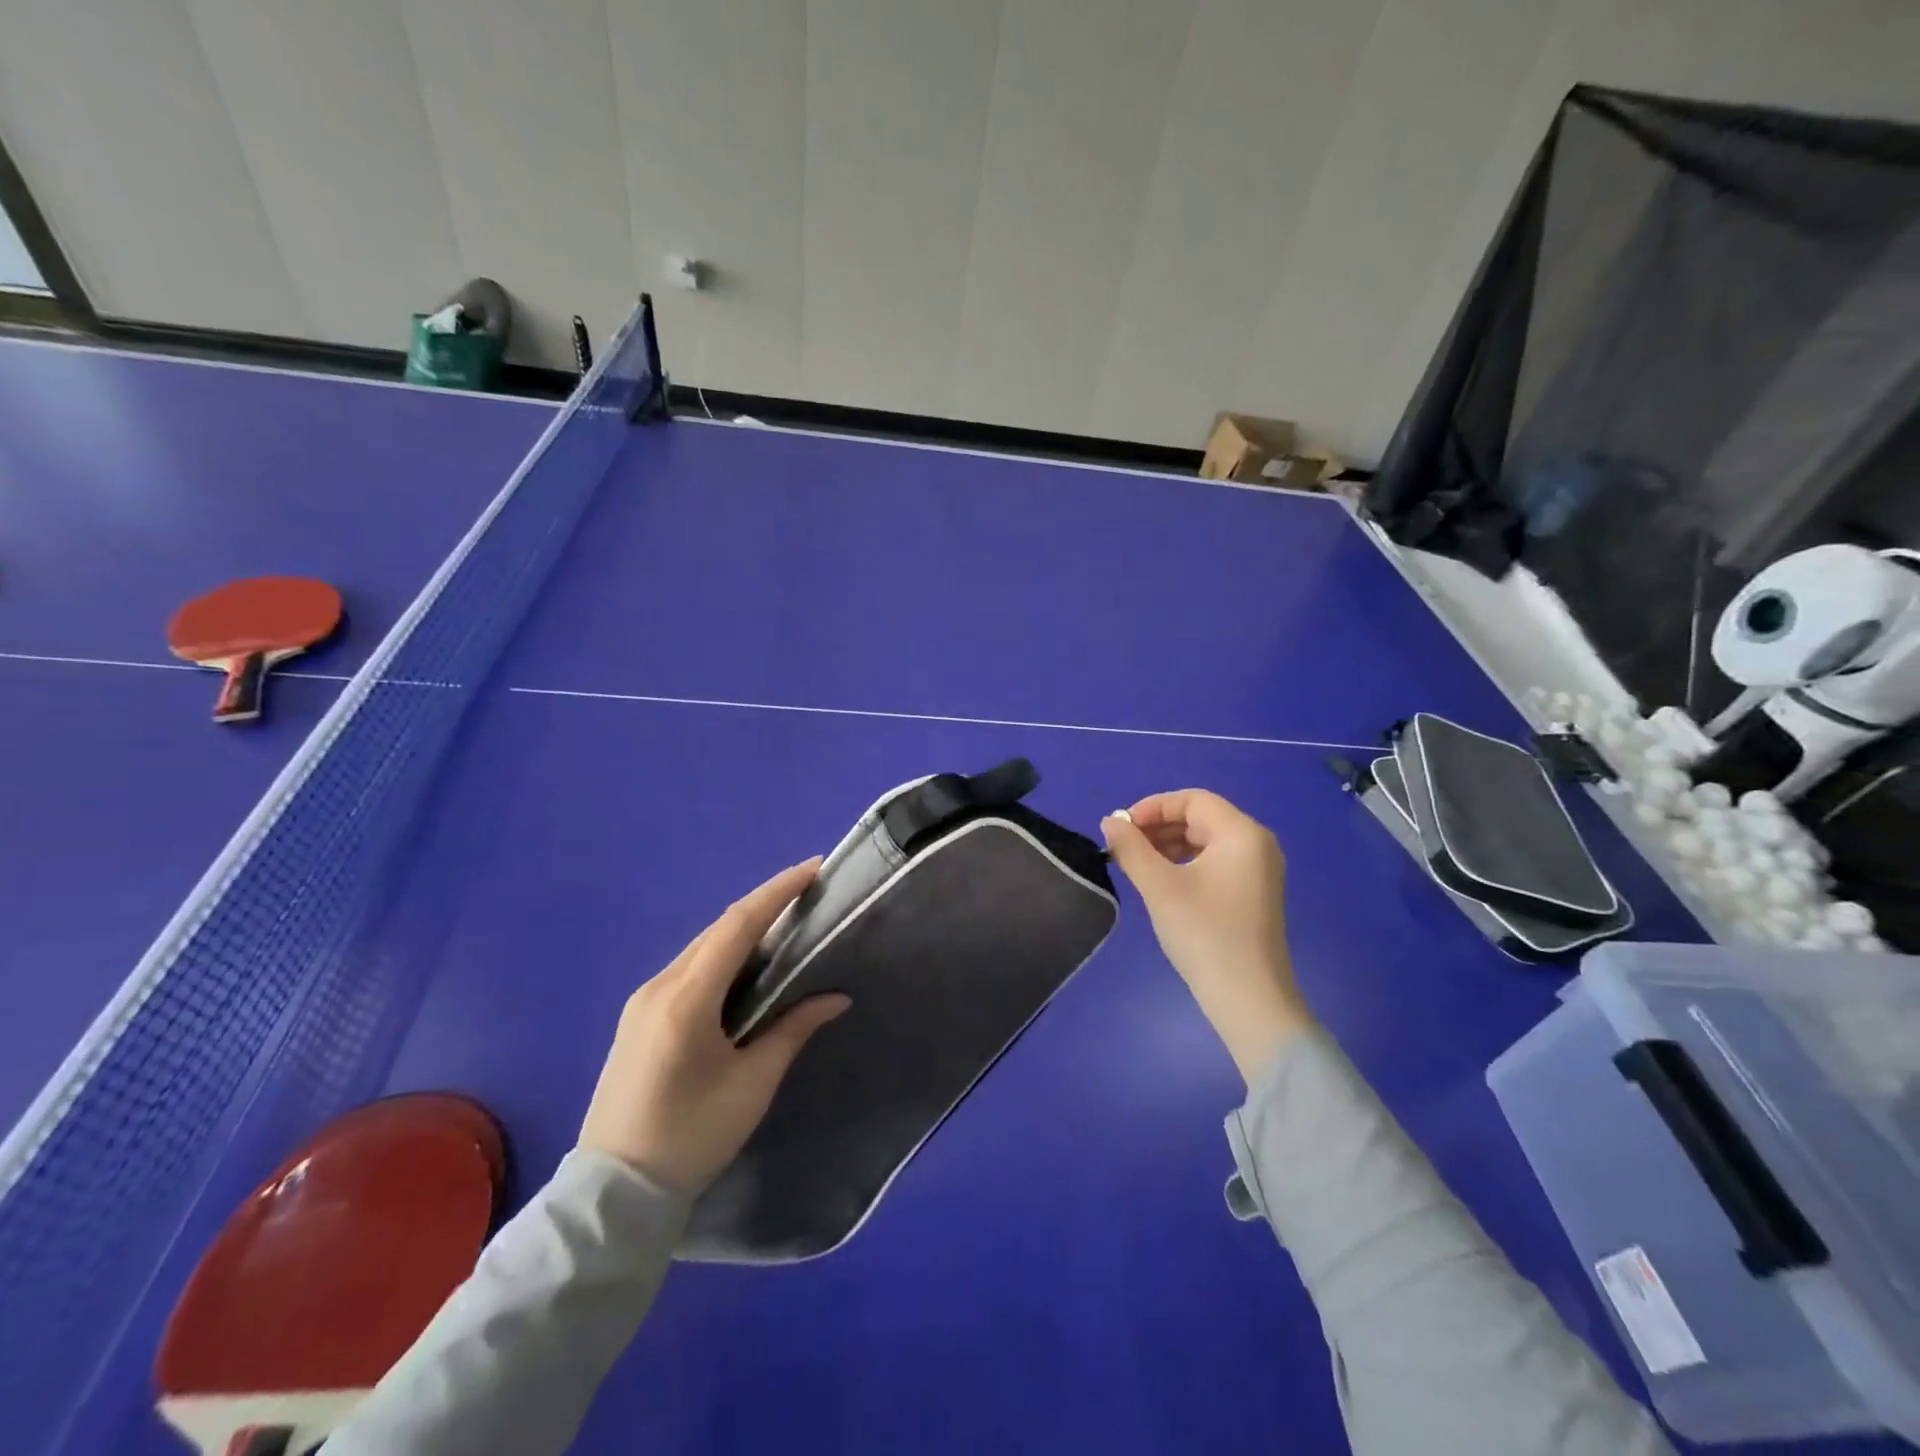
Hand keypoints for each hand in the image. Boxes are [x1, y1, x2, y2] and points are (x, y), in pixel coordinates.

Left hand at [579, 860, 850, 1194]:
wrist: (613, 1192)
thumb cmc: (690, 1137)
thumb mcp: (752, 1085)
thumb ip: (793, 1030)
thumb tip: (835, 997)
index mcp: (686, 999)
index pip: (738, 925)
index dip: (778, 891)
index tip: (813, 868)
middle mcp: (659, 986)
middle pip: (719, 929)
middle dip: (765, 904)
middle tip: (808, 891)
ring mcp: (643, 1000)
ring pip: (702, 946)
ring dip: (744, 928)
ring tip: (786, 922)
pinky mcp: (640, 1016)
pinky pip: (689, 967)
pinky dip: (723, 953)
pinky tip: (747, 964)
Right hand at [1102, 791, 1313, 1082]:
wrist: (1249, 999)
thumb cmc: (1204, 934)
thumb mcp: (1160, 886)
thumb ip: (1131, 848)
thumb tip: (1110, 822)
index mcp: (1241, 833)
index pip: (1192, 800)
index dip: (1152, 807)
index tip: (1120, 829)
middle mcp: (1256, 844)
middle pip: (1200, 818)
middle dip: (1158, 827)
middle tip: (1123, 848)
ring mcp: (1259, 870)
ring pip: (1206, 841)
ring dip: (1169, 845)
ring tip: (1136, 865)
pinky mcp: (1254, 894)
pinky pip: (1215, 862)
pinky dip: (1185, 863)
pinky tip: (1161, 882)